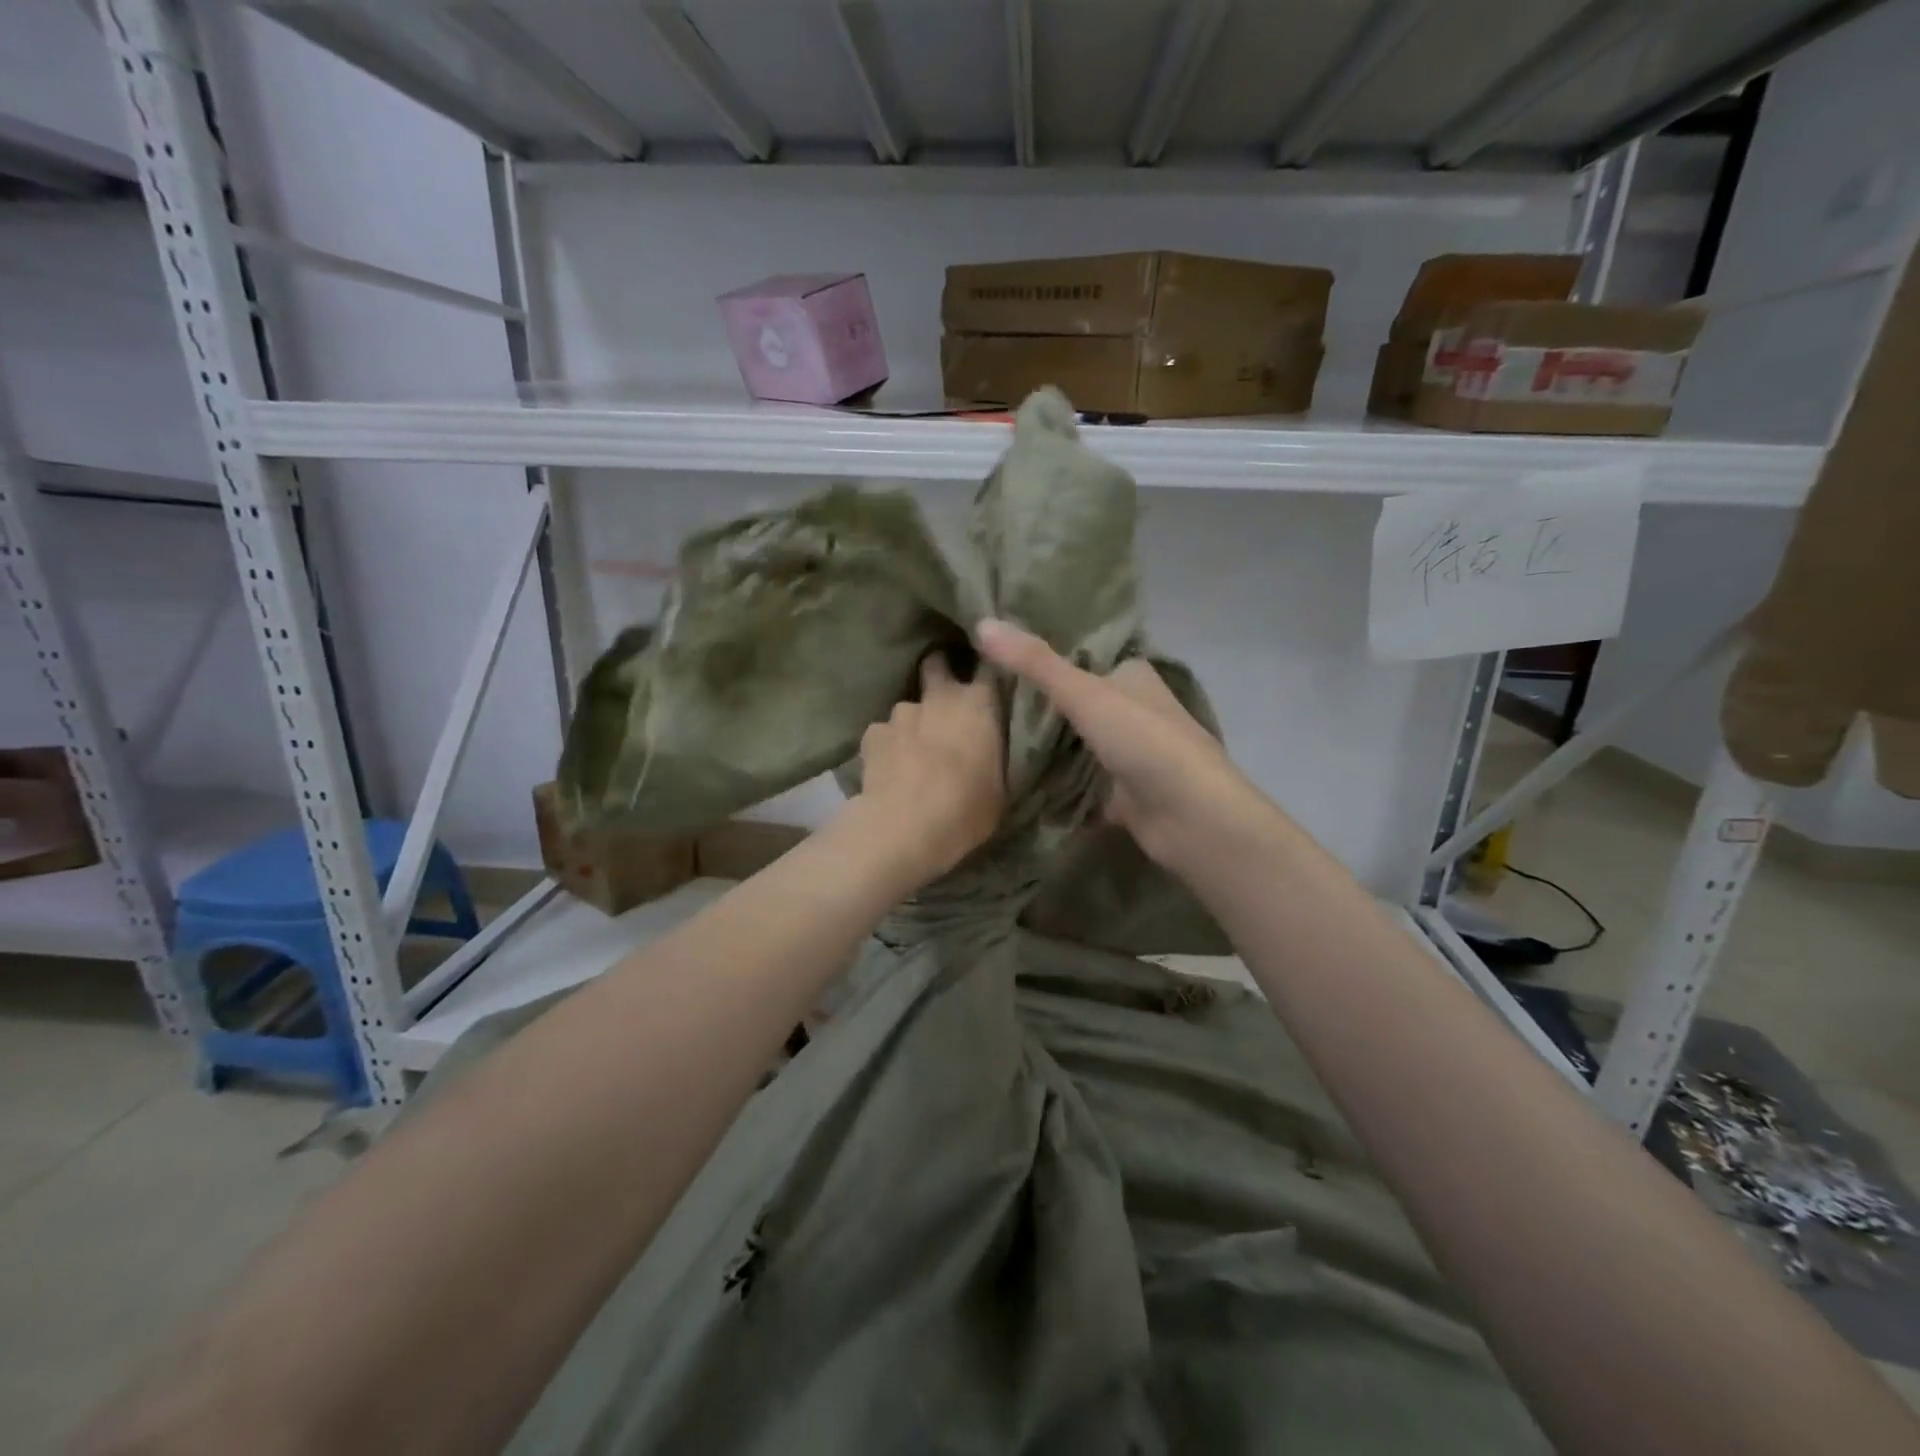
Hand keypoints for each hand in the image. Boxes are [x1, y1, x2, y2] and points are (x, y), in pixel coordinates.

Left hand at [846, 652, 1006, 887]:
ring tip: (913, 751)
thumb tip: (989, 752)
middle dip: (939, 672)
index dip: (986, 672)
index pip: (989, 669)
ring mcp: (902, 713)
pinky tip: (888, 768)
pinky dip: (887, 745)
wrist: (906, 827)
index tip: (987, 683)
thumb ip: (994, 757)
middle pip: (937, 665)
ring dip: (913, 722)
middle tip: (944, 699)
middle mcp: (940, 698)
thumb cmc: (966, 809)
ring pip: (908, 707)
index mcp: (980, 705)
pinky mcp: (872, 733)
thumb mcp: (1000, 788)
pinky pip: (883, 733)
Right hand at [975, 618, 1255, 871]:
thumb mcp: (1085, 693)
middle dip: (1036, 703)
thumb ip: (1035, 663)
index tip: (996, 653)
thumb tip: (983, 623)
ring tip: (986, 735)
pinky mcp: (1122, 794)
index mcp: (1132, 674)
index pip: (1083, 654)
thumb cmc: (1144, 741)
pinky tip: (1015, 783)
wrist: (1191, 817)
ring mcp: (1129, 753)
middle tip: (981, 696)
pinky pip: (1079, 785)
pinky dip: (1055, 786)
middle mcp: (1133, 709)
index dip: (1044, 653)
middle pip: (1075, 700)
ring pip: (1076, 743)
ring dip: (1043, 746)